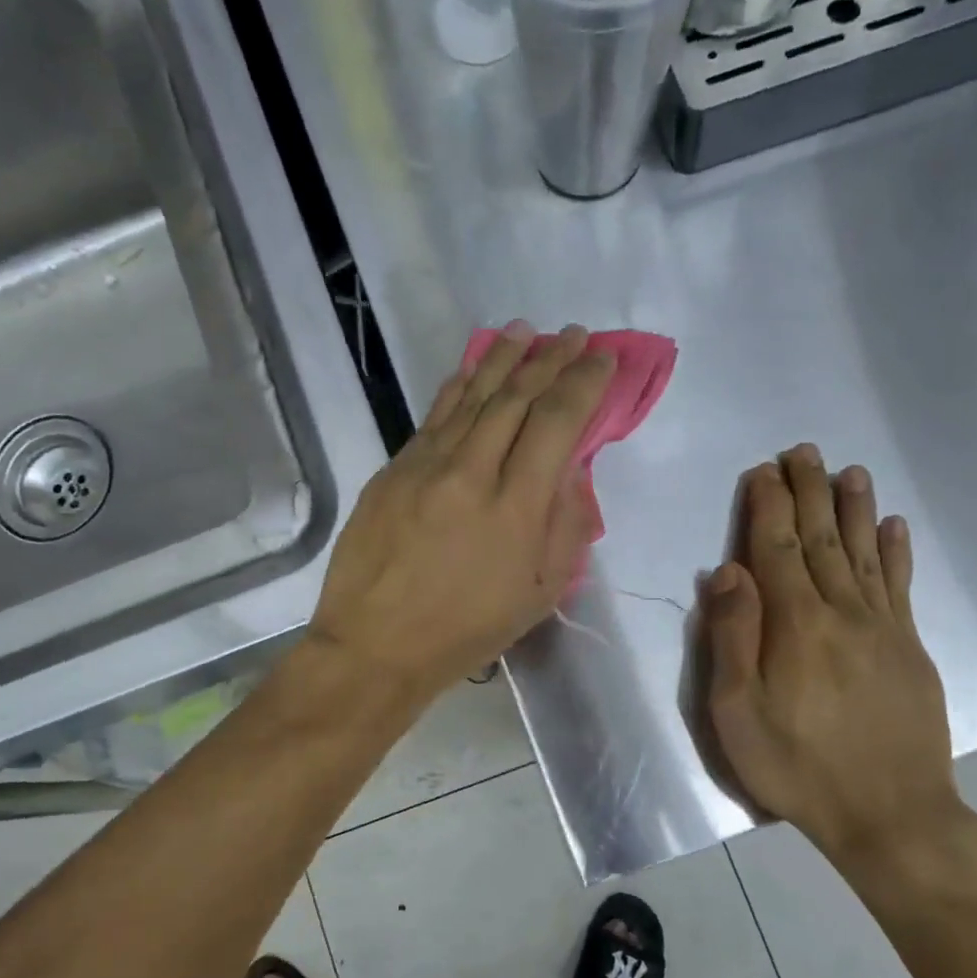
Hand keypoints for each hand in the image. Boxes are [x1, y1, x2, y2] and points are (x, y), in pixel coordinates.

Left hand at [308, 322, 614, 701]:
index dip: (583, 383)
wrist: (375, 646)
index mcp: (515, 509)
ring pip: (471, 397)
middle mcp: (470, 473)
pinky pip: (433, 416)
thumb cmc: (465, 632)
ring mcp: (424, 467)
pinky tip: (473, 368)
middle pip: (516, 398)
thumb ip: (563, 528)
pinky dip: (458, 387)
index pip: (557, 422)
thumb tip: (571, 473)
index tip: (601, 358)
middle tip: (572, 334)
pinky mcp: (392, 471)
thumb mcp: (537, 595)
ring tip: (527, 332)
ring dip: (504, 359)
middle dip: (550, 360)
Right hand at [704, 445, 959, 867]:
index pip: (777, 549)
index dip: (767, 507)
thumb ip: (732, 637)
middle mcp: (842, 612)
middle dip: (809, 492)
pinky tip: (894, 526)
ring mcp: (883, 628)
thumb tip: (728, 571)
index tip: (761, 471)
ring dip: (854, 508)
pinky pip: (901, 586)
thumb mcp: (737, 712)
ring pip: (865, 552)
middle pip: (822, 539)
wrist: (890, 814)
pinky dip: (896, 552)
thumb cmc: (796, 766)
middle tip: (803, 451)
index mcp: (795, 624)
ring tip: (848, 471)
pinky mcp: (910, 648)